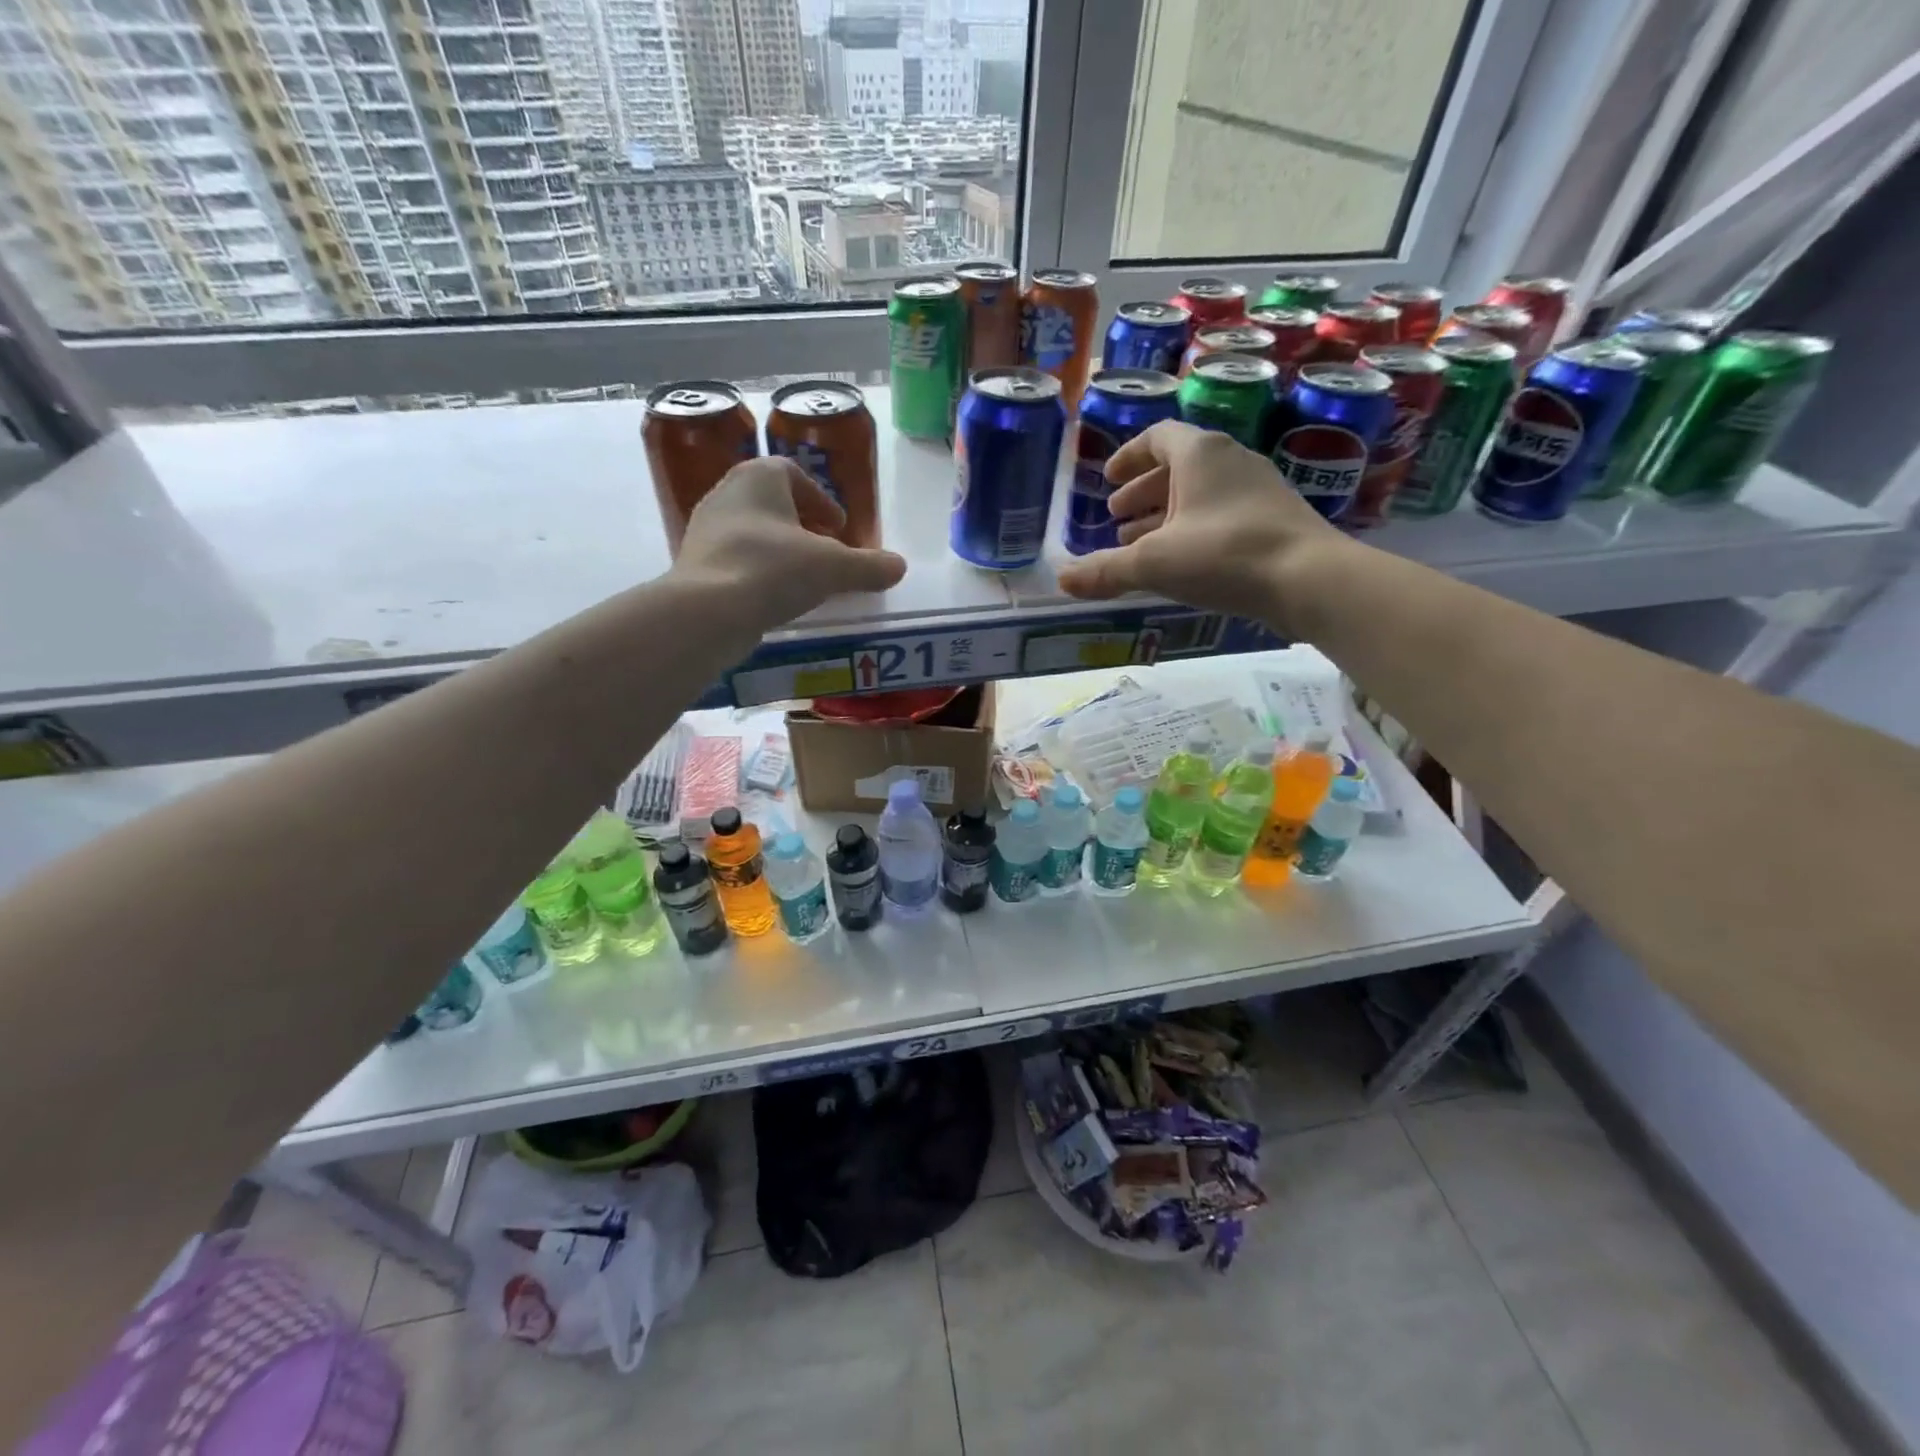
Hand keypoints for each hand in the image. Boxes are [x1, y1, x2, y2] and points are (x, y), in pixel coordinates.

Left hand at [673, 457, 906, 629]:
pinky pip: (736, 559)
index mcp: (758, 477)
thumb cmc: (773, 569)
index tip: (839, 528)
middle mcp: (726, 493)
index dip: (822, 500)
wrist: (708, 611)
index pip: (793, 475)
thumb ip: (869, 566)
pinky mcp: (695, 564)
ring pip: (753, 532)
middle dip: (802, 526)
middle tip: (825, 551)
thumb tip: (899, 567)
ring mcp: (705, 529)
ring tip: (803, 578)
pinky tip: (774, 597)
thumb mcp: (833, 568)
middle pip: (772, 503)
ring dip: (780, 550)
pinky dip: (759, 571)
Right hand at [1054, 421, 1347, 629]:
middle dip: (1142, 491)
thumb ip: (1105, 571)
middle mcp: (1230, 459)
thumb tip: (1062, 580)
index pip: (1157, 437)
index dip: (1127, 457)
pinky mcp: (1274, 518)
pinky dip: (1192, 528)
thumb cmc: (1224, 555)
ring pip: (1200, 493)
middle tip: (1116, 518)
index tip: (1107, 480)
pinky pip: (1221, 513)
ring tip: (1140, 544)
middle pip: (1177, 466)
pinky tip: (1182, 561)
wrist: (1310, 579)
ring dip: (1165, 513)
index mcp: (1199, 453)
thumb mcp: (1153, 563)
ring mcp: (1258, 488)